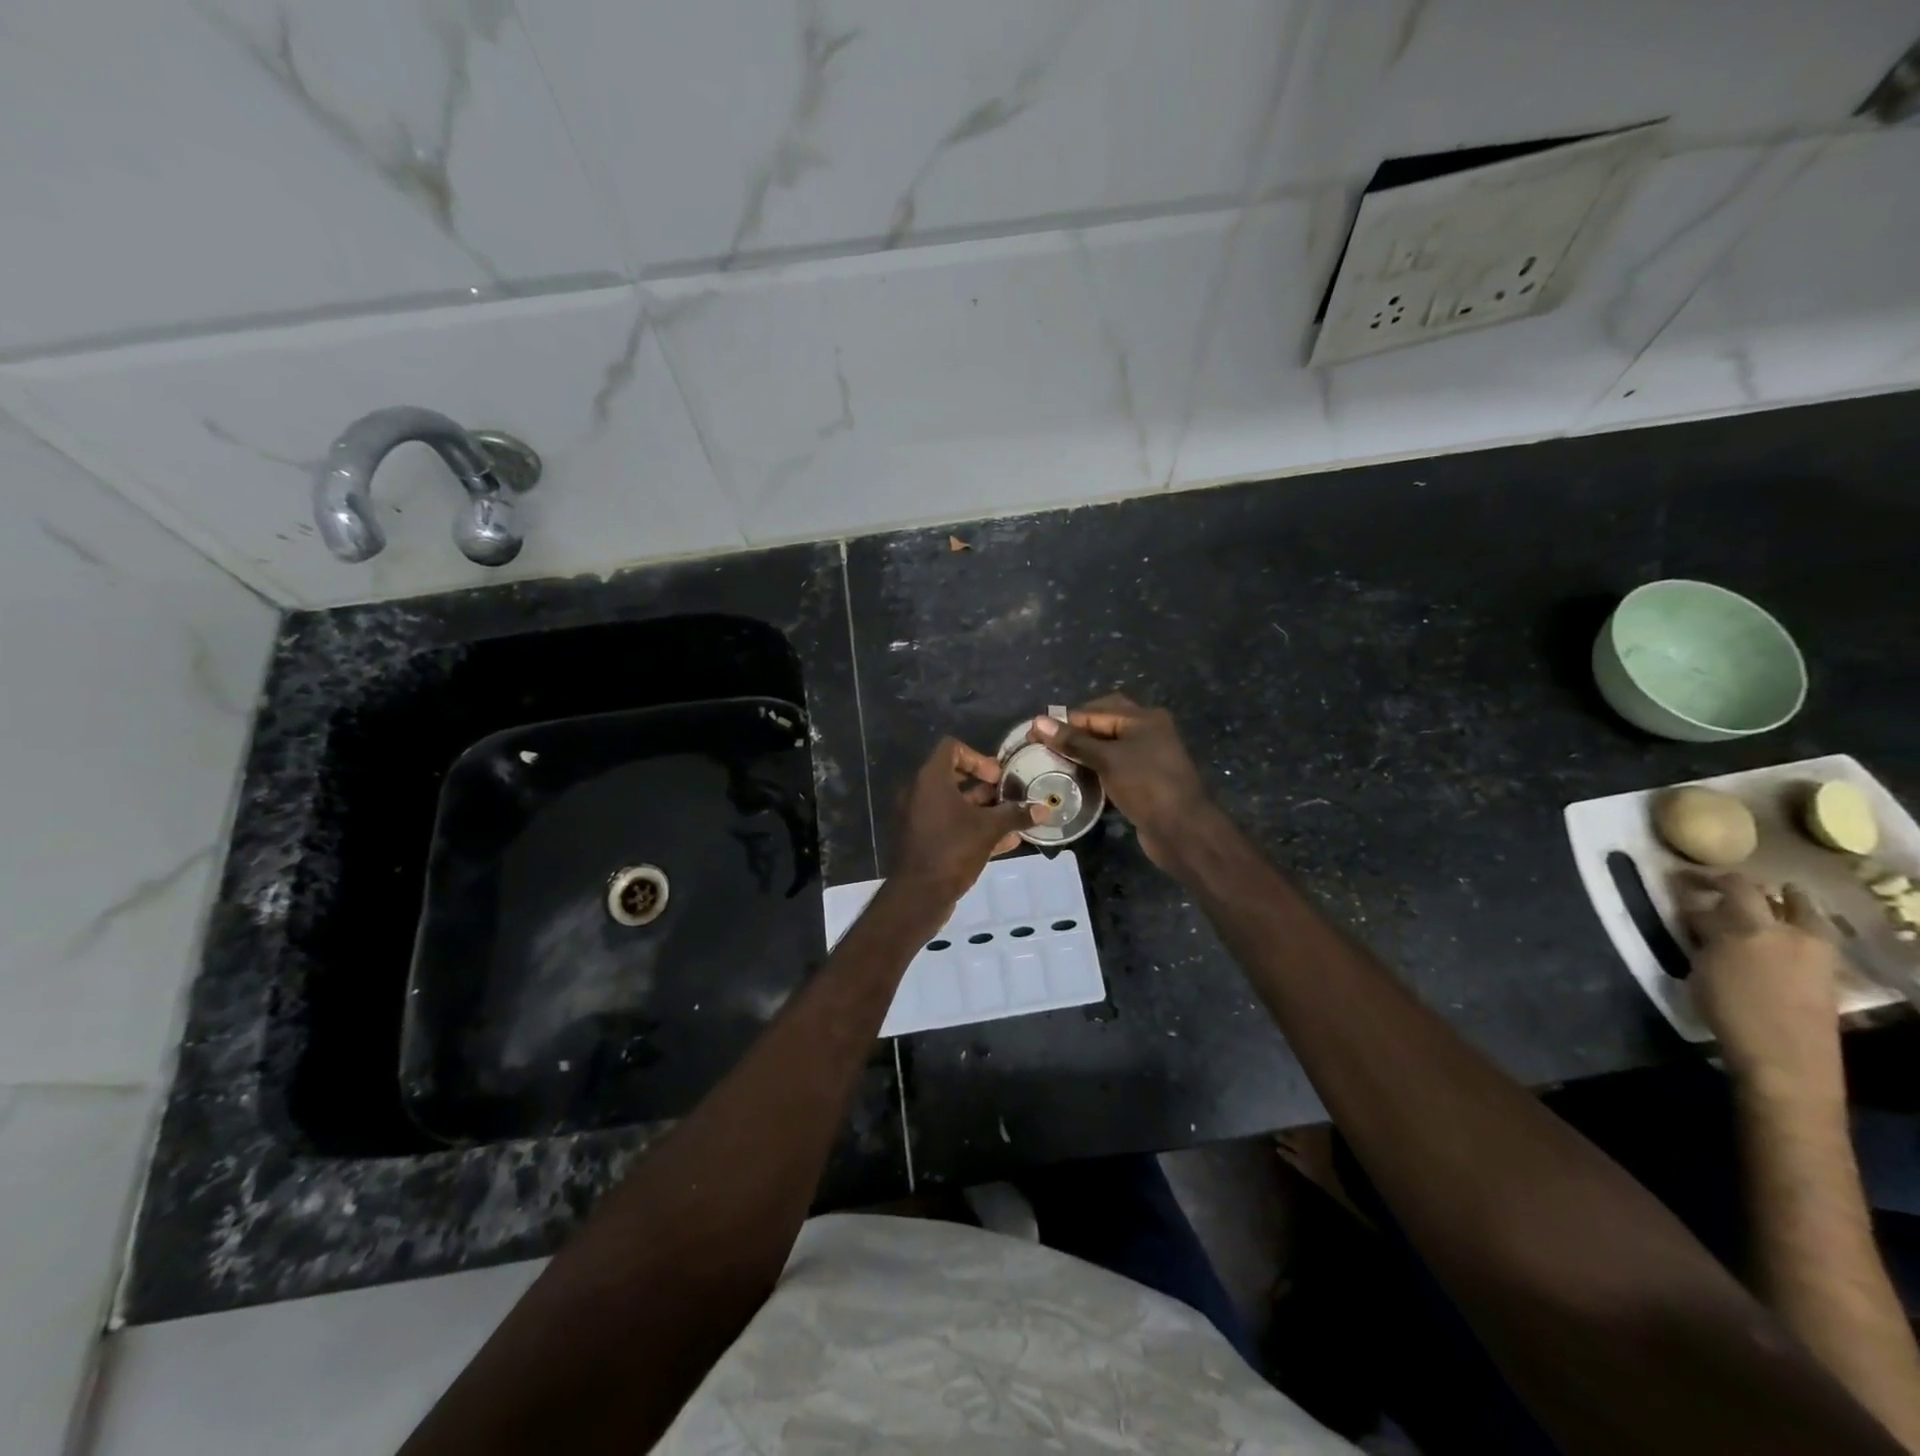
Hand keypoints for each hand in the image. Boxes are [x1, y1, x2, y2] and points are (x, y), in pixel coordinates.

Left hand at [889, 738, 1032, 900]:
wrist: (918, 895)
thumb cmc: (953, 850)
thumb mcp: (990, 829)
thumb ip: (1016, 814)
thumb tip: (1044, 809)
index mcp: (931, 779)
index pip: (951, 748)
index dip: (977, 757)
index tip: (997, 777)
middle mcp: (920, 792)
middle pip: (954, 775)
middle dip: (985, 785)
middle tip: (1008, 795)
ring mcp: (918, 817)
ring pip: (953, 803)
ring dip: (982, 808)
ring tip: (1012, 819)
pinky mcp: (922, 839)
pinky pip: (949, 824)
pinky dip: (972, 827)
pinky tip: (1004, 842)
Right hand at [1029, 695, 1208, 867]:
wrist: (1181, 830)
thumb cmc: (1145, 785)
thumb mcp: (1107, 759)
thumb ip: (1073, 741)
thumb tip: (1038, 722)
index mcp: (1143, 718)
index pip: (1095, 710)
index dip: (1064, 720)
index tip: (1034, 733)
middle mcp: (1148, 731)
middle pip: (1104, 724)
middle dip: (1075, 733)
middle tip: (1047, 745)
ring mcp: (1148, 756)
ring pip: (1108, 746)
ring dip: (1084, 752)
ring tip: (1054, 761)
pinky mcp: (1144, 779)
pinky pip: (1114, 766)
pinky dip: (1095, 769)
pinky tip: (1076, 778)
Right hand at [1682, 873, 1844, 1099]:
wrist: (1783, 1054)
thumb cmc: (1731, 1011)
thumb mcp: (1703, 970)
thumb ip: (1705, 937)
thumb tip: (1699, 915)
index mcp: (1745, 928)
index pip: (1719, 889)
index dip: (1697, 880)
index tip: (1677, 879)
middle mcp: (1781, 929)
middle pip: (1755, 892)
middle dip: (1732, 885)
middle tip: (1714, 887)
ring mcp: (1811, 946)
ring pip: (1796, 906)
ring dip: (1775, 898)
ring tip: (1758, 899)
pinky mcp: (1827, 965)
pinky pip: (1812, 927)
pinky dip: (1798, 917)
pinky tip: (1782, 926)